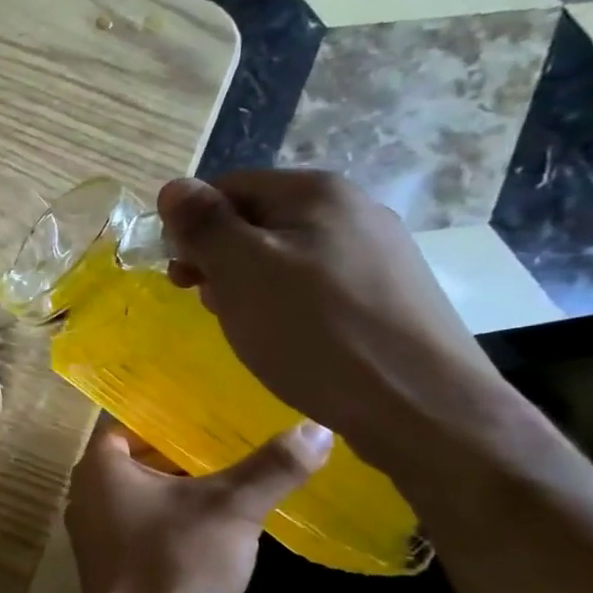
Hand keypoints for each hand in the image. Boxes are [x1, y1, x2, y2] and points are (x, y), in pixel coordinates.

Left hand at [65, 419, 331, 592]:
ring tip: (227, 478)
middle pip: (134, 457)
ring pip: (138, 493)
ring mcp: (93, 530)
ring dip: (175, 487)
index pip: (127, 420)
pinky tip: (209, 525)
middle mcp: (85, 491)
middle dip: (177, 451)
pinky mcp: (108, 563)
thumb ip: (271, 468)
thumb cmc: (175, 562)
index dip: (165, 414)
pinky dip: (168, 518)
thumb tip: (316, 429)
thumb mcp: (231, 509)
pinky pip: (138, 524)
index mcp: (99, 466)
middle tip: (226, 441)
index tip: (206, 411)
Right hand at [158, 171, 508, 468]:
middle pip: (256, 220)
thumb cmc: (314, 331)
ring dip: (249, 285)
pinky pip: (316, 284)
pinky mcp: (388, 292)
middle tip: (210, 305)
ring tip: (249, 327)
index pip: (225, 187)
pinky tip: (289, 339)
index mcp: (315, 191)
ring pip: (284, 255)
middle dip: (219, 260)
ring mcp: (377, 250)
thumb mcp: (241, 270)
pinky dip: (287, 304)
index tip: (181, 277)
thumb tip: (173, 187)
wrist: (419, 405)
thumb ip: (202, 224)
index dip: (191, 228)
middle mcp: (352, 207)